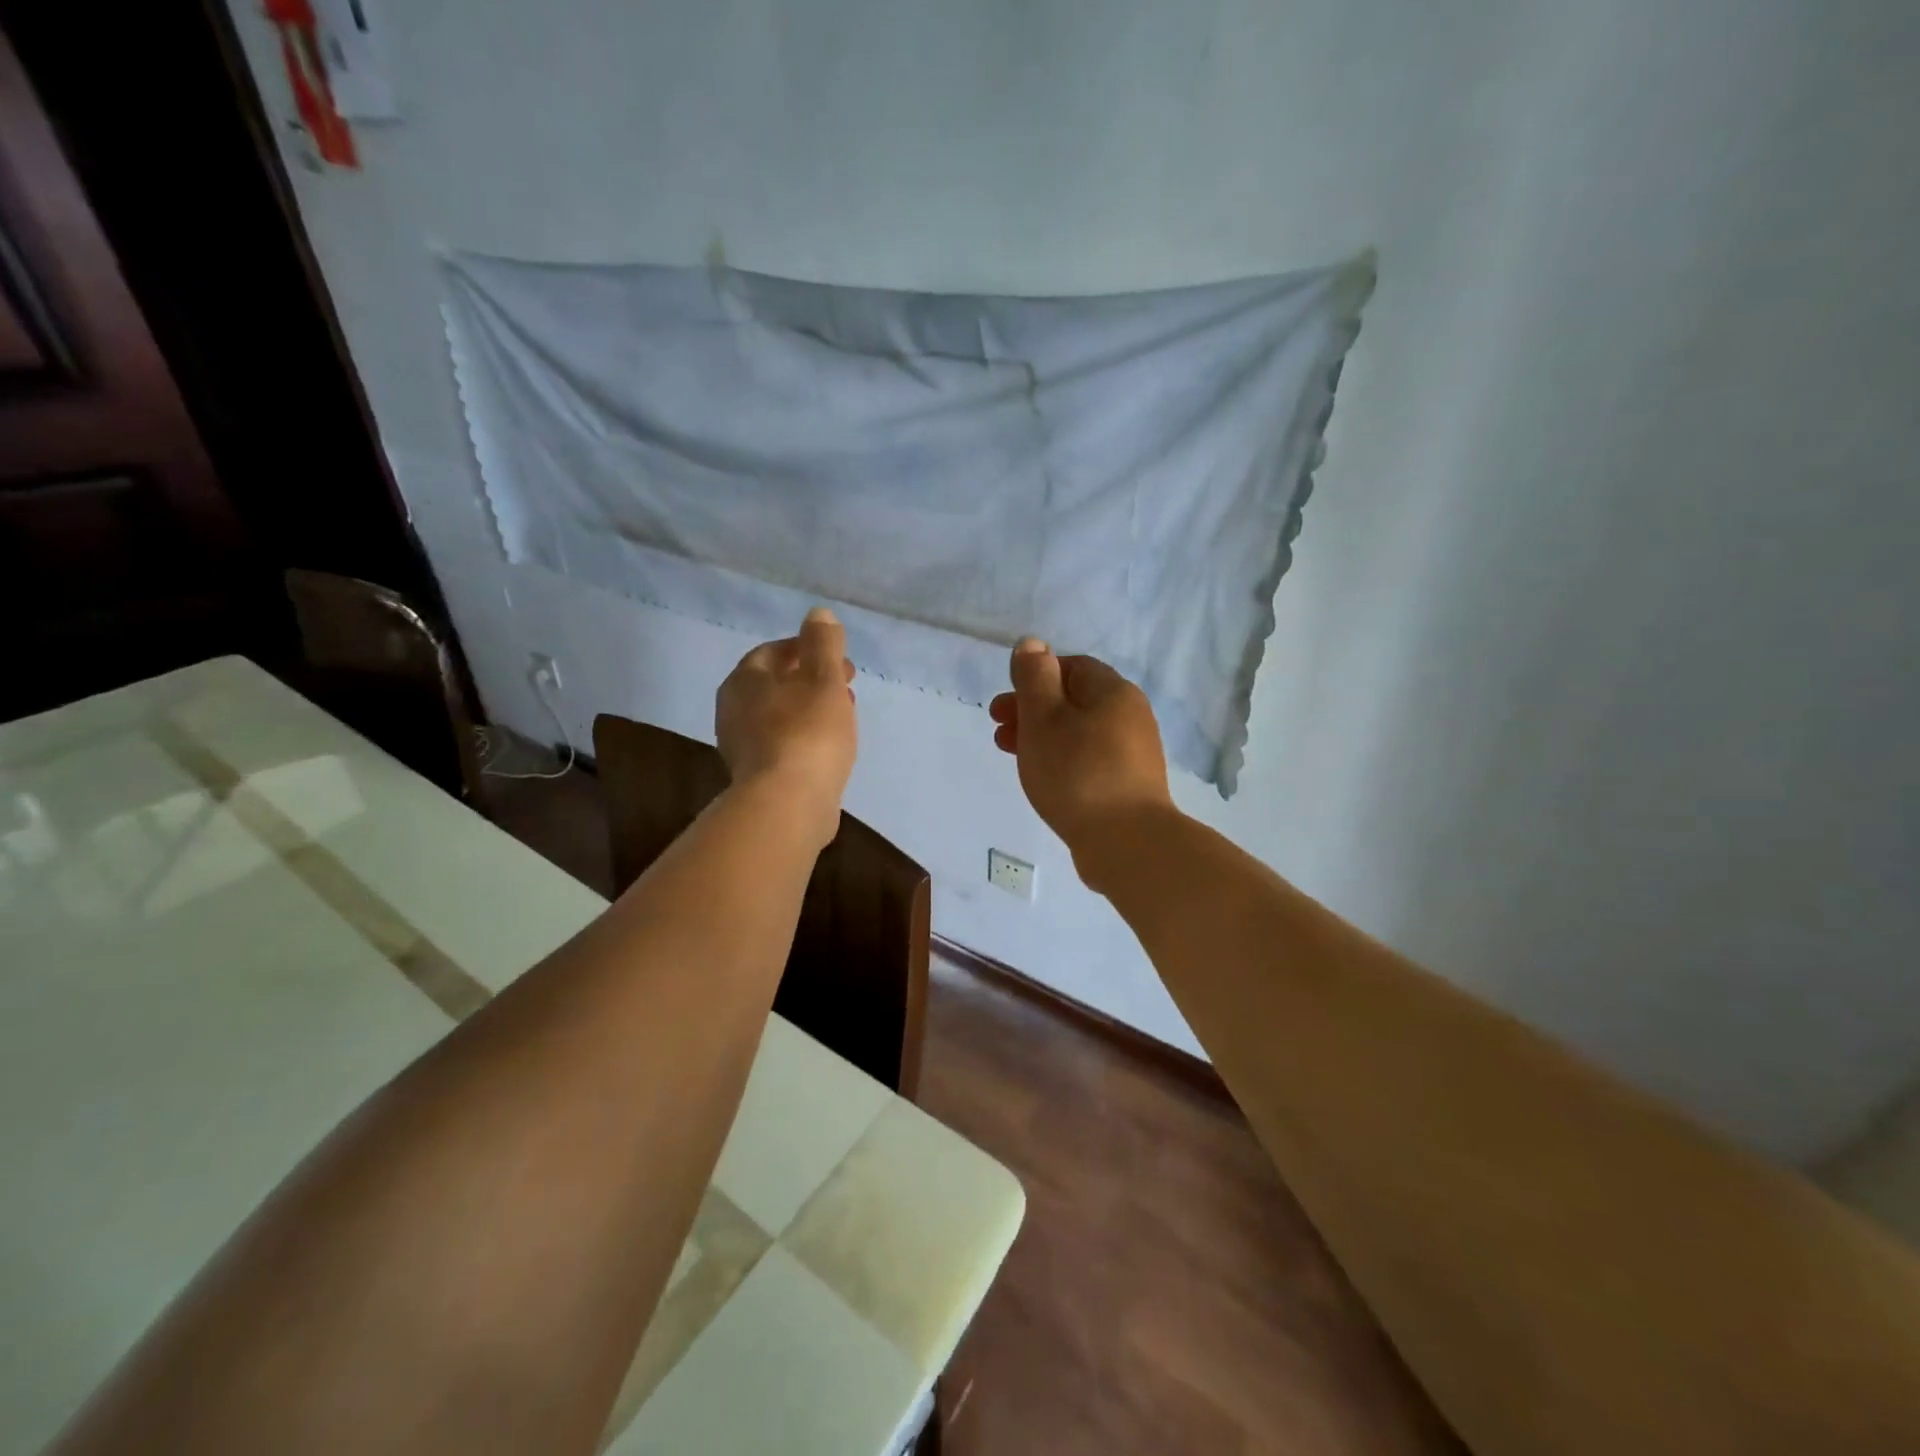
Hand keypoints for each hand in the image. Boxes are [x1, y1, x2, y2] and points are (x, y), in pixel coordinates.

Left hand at [716, 607, 857, 849]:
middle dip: (811, 680)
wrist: (787, 806)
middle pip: (775, 685)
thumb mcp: (824, 679)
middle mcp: (733, 711)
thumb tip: (818, 613)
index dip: (807, 649)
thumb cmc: (807, 734)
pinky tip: (830, 748)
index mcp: (744, 681)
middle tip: (846, 684)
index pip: (773, 652)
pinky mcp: (756, 778)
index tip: (838, 658)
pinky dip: (806, 738)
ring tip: (844, 716)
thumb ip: (823, 644)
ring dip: (811, 710)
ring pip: (781, 716)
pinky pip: (784, 745)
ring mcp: (742, 748)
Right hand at [989, 639, 1173, 888]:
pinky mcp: (1130, 785)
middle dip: (1032, 710)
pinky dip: (1062, 760)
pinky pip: (1089, 760)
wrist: (1127, 842)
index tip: (1005, 702)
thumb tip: (1032, 644)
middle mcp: (1130, 715)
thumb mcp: (1044, 717)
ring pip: (1079, 733)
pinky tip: (1045, 779)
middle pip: (1074, 701)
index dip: (1034, 678)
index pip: (1071, 667)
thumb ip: (1034, 677)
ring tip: (1012, 756)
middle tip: (998, 728)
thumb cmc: (1077, 772)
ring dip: (1043, 737)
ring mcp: (1134, 753)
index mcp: (1113, 691)